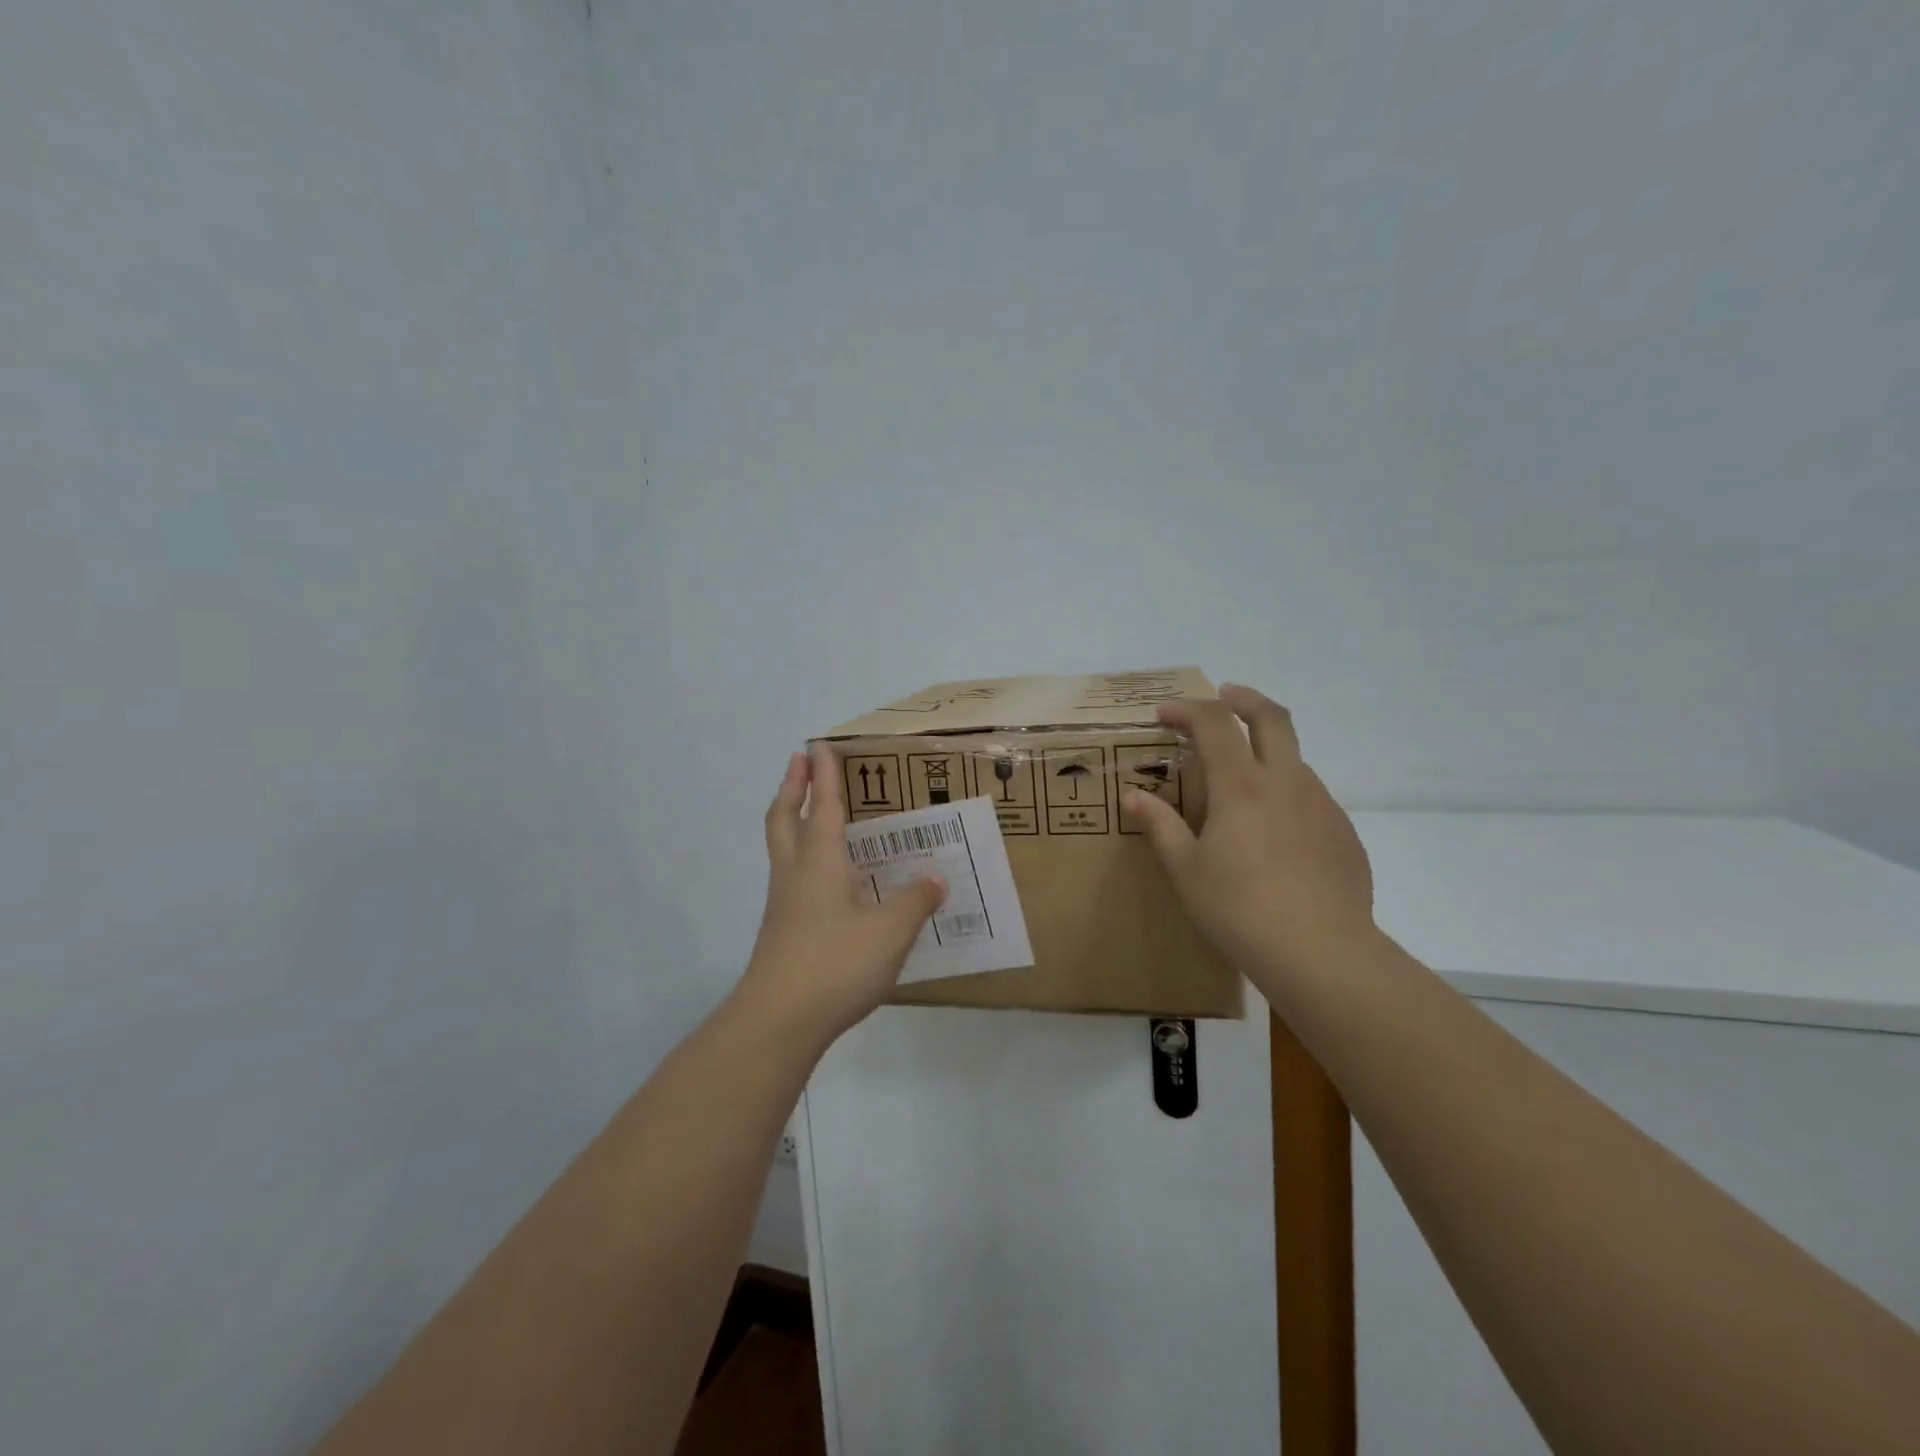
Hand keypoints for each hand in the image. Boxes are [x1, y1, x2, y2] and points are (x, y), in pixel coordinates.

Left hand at [736, 743, 947, 1045]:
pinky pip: (792, 878)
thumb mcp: (890, 931)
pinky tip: (830, 879)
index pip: (824, 806)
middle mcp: (796, 874)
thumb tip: (935, 878)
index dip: (824, 774)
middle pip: (785, 818)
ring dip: (793, 819)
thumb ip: (915, 901)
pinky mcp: (783, 931)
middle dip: (793, 786)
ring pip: (782, 847)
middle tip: (799, 761)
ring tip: (812, 811)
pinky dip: (804, 859)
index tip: (819, 744)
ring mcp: (784, 904)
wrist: (778, 1021)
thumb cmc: (835, 963)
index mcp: (821, 861)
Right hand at [1124, 684, 1376, 988]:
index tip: (1163, 716)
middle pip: (1272, 718)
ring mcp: (1322, 806)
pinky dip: (1286, 795)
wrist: (1322, 954)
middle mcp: (1286, 782)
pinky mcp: (1344, 834)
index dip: (1187, 710)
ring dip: (1265, 752)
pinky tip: (1274, 836)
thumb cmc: (1239, 909)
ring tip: (1240, 783)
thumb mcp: (1186, 870)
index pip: (1214, 723)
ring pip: (1294, 760)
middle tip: (1224, 696)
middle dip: (1245, 698)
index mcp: (1242, 786)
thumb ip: (1160, 825)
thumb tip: (1134, 796)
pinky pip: (1311, 798)